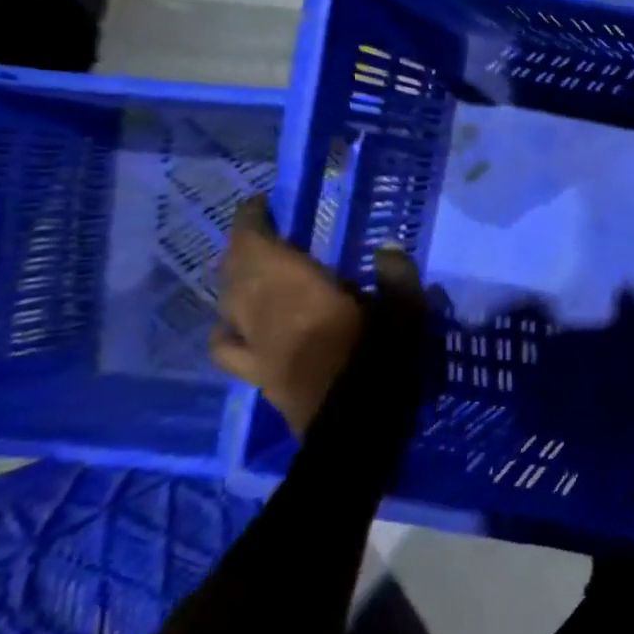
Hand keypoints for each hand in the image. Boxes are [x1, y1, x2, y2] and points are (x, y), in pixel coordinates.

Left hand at [210, 197, 419, 437]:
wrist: (355, 432)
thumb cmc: (382, 365)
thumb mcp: (407, 315)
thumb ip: (397, 278)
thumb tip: (385, 250)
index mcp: (300, 290)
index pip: (259, 244)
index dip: (254, 219)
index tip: (263, 202)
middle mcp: (266, 311)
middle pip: (238, 269)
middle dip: (245, 244)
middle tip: (262, 228)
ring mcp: (255, 345)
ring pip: (228, 301)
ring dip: (234, 277)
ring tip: (248, 267)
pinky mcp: (256, 373)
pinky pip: (227, 346)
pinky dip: (226, 327)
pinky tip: (234, 324)